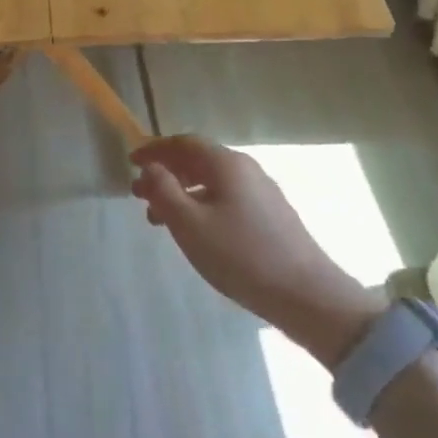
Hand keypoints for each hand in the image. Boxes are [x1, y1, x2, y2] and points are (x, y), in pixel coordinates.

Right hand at [131, 135, 380, 364]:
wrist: (306, 294)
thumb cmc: (240, 255)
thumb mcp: (189, 224)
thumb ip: (164, 190)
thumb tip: (151, 167)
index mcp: (227, 164)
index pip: (184, 143)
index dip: (155, 149)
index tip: (131, 162)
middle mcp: (247, 169)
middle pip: (198, 161)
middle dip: (166, 174)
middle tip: (140, 196)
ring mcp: (263, 192)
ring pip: (212, 183)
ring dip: (182, 193)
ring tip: (160, 220)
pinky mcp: (271, 216)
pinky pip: (227, 198)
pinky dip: (201, 205)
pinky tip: (195, 232)